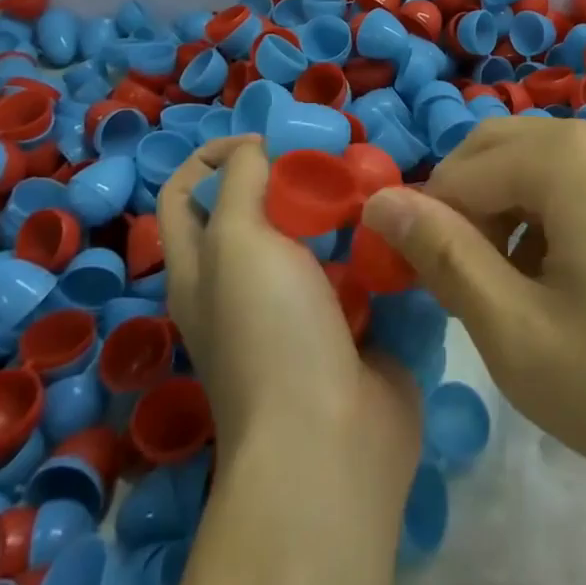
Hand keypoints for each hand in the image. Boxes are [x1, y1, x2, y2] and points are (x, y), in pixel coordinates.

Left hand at [158, 136, 420, 495]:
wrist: (329, 441)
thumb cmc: (269, 332)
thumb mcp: (236, 241)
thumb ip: (241, 181)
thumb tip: (258, 150)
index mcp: (202, 267)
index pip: (185, 192)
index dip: (213, 155)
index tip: (265, 143)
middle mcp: (245, 283)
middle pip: (259, 208)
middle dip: (294, 176)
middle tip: (334, 163)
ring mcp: (300, 307)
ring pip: (317, 235)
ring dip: (343, 208)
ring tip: (375, 189)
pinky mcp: (349, 324)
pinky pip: (360, 267)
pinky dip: (376, 245)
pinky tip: (401, 226)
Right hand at [359, 120, 585, 505]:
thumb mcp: (518, 333)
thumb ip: (442, 256)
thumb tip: (378, 200)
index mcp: (562, 155)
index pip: (456, 174)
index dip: (424, 228)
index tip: (420, 291)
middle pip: (492, 151)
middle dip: (462, 210)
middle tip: (463, 289)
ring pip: (530, 164)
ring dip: (500, 214)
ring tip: (510, 294)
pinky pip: (571, 178)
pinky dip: (542, 215)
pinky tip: (559, 282)